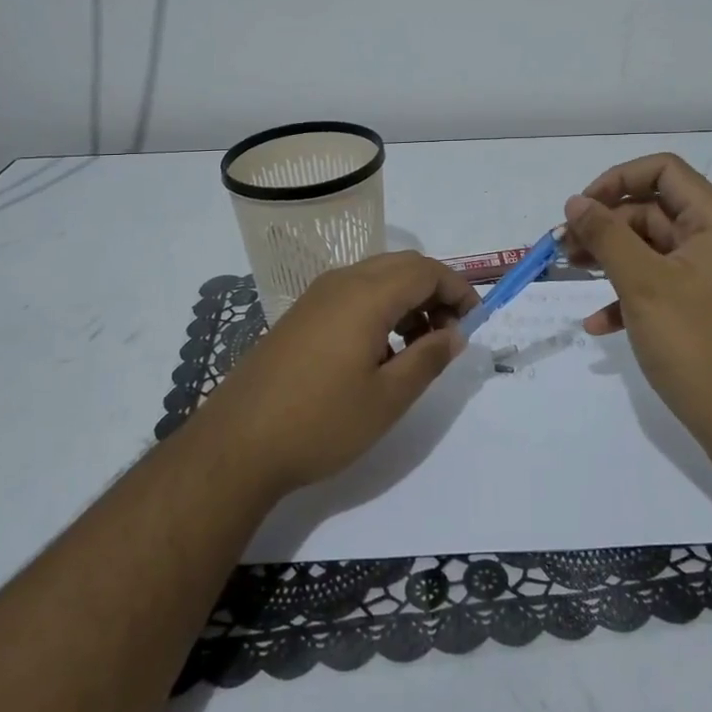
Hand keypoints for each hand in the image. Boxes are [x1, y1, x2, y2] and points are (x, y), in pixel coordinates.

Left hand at [199, 252, 478, 495]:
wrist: (237, 445)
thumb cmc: (321, 422)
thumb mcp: (387, 398)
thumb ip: (428, 358)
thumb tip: (454, 333)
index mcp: (366, 295)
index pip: (427, 271)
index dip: (458, 291)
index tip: (474, 323)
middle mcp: (341, 282)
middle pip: (403, 266)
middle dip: (435, 292)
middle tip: (448, 334)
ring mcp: (316, 297)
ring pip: (377, 277)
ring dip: (407, 300)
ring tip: (417, 348)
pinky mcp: (300, 315)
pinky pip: (352, 293)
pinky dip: (380, 308)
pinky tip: (379, 352)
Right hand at [563, 153, 711, 431]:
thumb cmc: (696, 344)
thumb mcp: (643, 284)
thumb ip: (606, 236)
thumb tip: (575, 202)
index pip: (664, 171)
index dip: (618, 180)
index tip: (581, 208)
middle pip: (654, 211)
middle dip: (606, 225)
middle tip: (564, 247)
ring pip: (653, 250)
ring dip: (611, 258)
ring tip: (571, 272)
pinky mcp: (705, 309)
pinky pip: (662, 286)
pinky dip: (629, 296)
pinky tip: (599, 324)